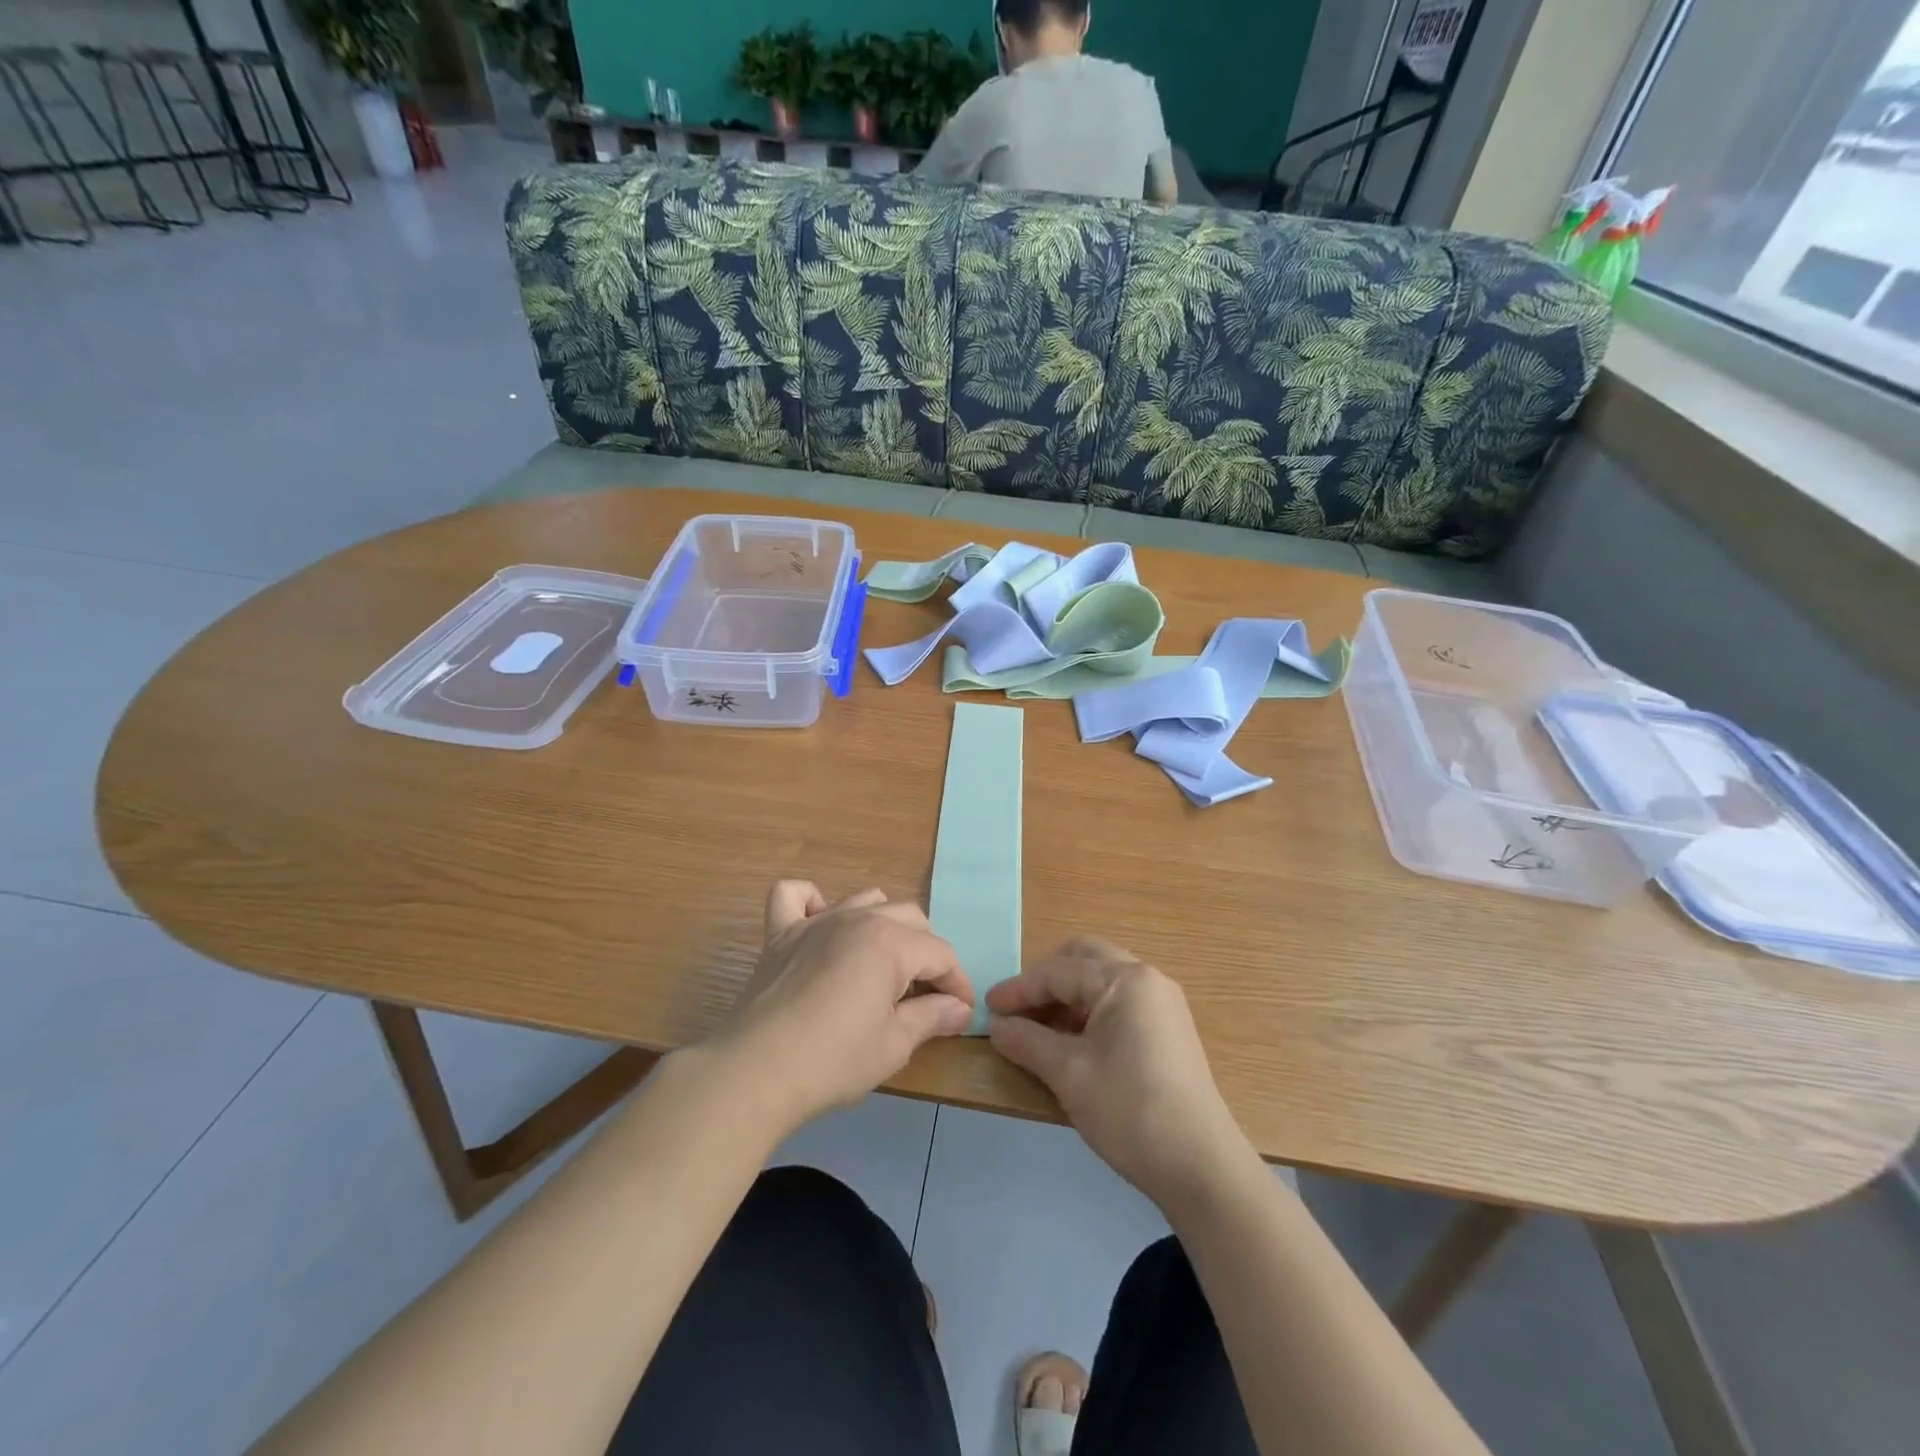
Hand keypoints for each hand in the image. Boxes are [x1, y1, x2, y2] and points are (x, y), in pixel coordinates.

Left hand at [712, 882, 974, 1134]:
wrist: (755, 1072)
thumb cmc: (833, 1060)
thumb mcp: (893, 1045)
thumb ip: (931, 1017)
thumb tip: (959, 1009)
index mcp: (890, 942)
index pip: (940, 953)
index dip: (957, 983)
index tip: (960, 1012)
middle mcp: (857, 919)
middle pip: (910, 918)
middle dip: (926, 953)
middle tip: (924, 995)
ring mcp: (815, 922)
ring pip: (865, 900)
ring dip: (883, 925)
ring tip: (882, 964)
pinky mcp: (780, 934)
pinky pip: (795, 896)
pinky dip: (812, 902)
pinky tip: (820, 927)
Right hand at [987, 937, 1248, 1211]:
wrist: (1201, 1167)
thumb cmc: (1130, 1111)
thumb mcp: (1068, 1074)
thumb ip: (1027, 1042)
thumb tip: (996, 1026)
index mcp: (1124, 979)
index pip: (1058, 971)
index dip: (1019, 989)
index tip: (988, 1008)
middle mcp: (1146, 978)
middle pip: (1084, 959)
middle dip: (1045, 979)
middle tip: (1017, 1008)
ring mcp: (1162, 1002)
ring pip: (1102, 979)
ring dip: (1067, 995)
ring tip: (1038, 1029)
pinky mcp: (1169, 1028)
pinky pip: (1119, 1001)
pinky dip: (1090, 1011)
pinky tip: (1071, 1042)